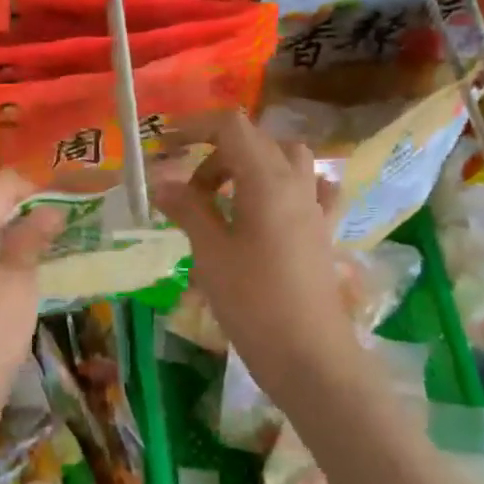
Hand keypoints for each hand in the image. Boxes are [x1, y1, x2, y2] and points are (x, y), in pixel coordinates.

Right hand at [153, 112, 361, 395]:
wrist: (310, 356)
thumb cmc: (253, 302)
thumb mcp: (209, 253)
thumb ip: (187, 208)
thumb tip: (161, 181)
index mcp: (266, 180)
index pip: (231, 127)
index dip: (195, 127)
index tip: (164, 145)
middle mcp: (296, 183)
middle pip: (256, 141)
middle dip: (216, 152)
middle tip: (188, 189)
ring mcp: (315, 207)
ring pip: (286, 159)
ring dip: (251, 165)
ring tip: (225, 196)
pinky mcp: (323, 231)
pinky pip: (311, 189)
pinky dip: (287, 186)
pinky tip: (271, 208)